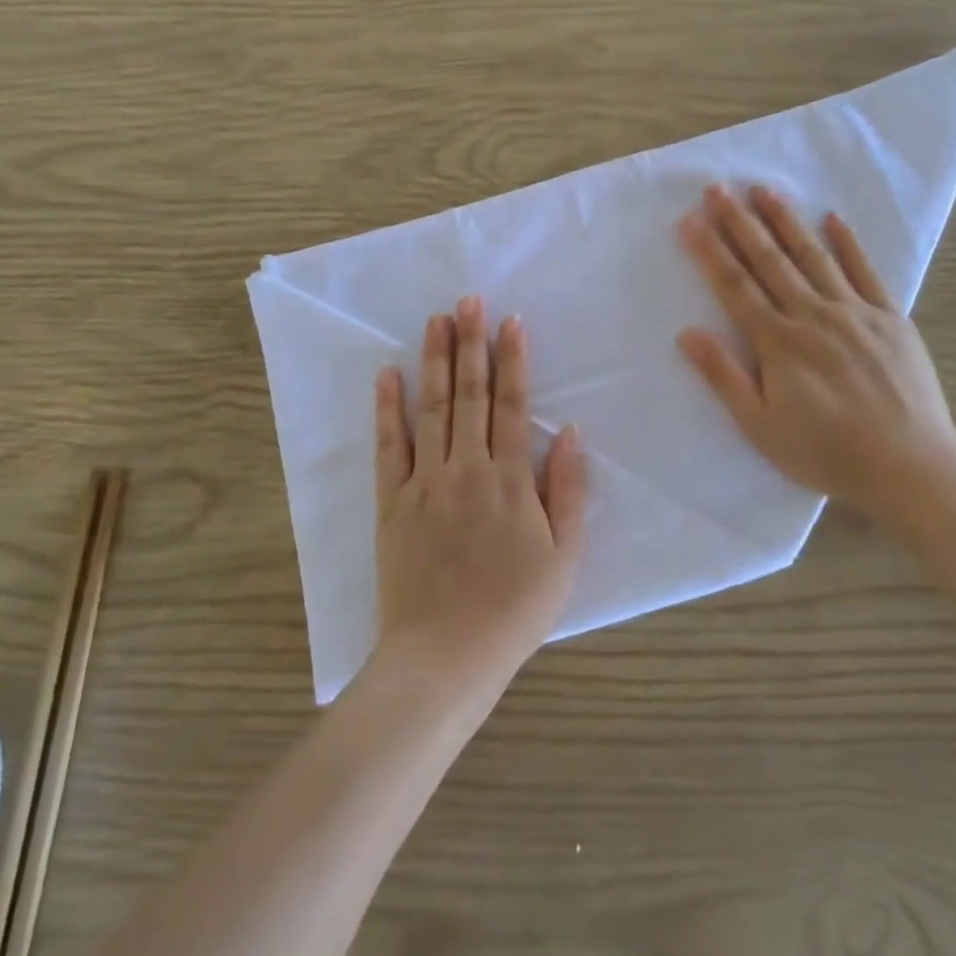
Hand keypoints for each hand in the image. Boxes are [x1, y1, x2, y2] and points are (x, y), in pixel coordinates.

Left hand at [374, 297, 586, 698]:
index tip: (510, 321)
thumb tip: (569, 431)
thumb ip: (568, 490)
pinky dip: (387, 408)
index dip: (512, 360)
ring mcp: (424, 482)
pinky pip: (388, 447)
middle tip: (468, 300)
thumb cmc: (514, 609)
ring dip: (433, 361)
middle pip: (469, 394)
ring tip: (436, 320)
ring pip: (430, 409)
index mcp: (510, 480)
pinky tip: (387, 375)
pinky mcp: (391, 502)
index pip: (511, 405)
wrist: (445, 656)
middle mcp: (466, 468)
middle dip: (471, 343)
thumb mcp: (564, 557)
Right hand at [675, 185, 955, 531]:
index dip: (710, 251)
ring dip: (786, 221)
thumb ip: (724, 376)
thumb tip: (687, 333)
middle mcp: (813, 315)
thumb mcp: (760, 425)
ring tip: (764, 189)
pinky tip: (833, 219)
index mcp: (778, 342)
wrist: (909, 466)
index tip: (690, 219)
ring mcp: (855, 312)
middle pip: (769, 261)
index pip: (734, 286)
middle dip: (740, 222)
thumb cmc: (825, 452)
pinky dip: (848, 243)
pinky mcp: (891, 319)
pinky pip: (866, 272)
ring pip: (813, 256)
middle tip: (718, 188)